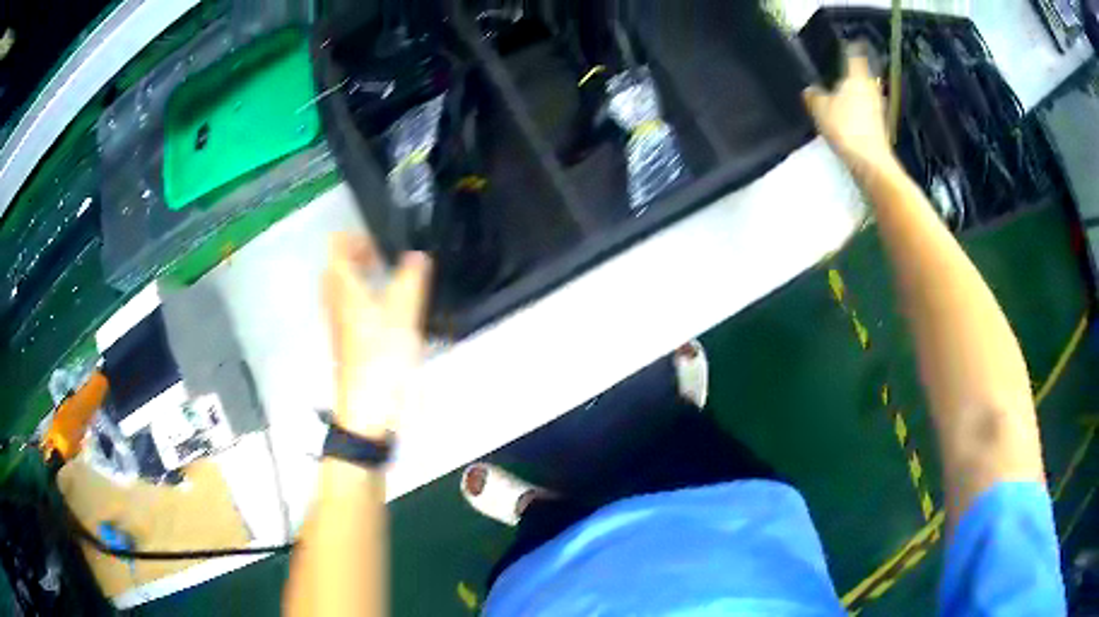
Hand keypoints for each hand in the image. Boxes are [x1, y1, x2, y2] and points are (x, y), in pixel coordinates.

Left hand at [322, 233, 430, 439]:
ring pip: (341, 285)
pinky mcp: (345, 338)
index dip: (357, 237)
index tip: (382, 243)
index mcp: (344, 287)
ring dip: (360, 276)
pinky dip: (362, 296)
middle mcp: (335, 300)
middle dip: (358, 255)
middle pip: (337, 265)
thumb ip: (411, 279)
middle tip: (385, 259)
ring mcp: (338, 320)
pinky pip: (348, 305)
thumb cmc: (381, 358)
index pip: (337, 245)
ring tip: (388, 280)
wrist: (367, 407)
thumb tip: (418, 254)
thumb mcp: (403, 315)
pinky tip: (386, 309)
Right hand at [803, 44, 894, 177]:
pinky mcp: (880, 126)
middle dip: (853, 71)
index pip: (855, 54)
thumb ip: (813, 95)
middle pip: (863, 73)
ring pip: (866, 91)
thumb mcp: (820, 109)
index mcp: (856, 77)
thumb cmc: (846, 128)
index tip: (843, 44)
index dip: (849, 47)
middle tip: (840, 70)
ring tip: (843, 93)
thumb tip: (810, 90)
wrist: (871, 163)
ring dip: (857, 91)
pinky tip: (850, 115)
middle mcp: (870, 88)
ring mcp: (878, 108)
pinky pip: (867, 109)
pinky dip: (860, 108)